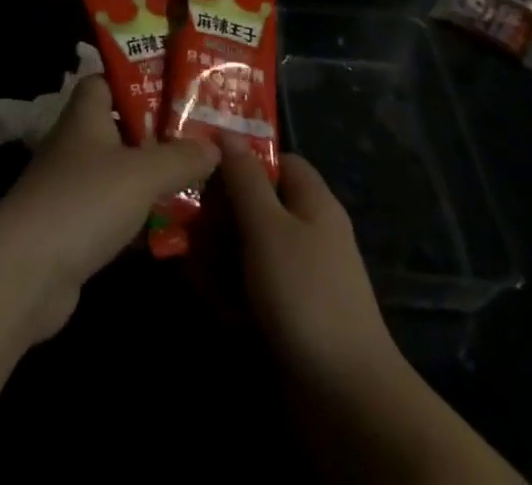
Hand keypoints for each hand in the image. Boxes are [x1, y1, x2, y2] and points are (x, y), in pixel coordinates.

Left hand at [0, 75, 216, 338]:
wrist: (28, 270)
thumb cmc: (85, 199)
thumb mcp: (142, 173)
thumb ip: (181, 158)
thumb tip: (215, 146)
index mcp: (86, 114)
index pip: (107, 80)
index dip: (138, 80)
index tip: (176, 89)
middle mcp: (76, 143)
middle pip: (120, 127)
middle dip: (157, 133)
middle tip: (201, 138)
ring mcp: (72, 186)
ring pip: (119, 172)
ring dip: (151, 178)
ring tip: (198, 181)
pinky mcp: (73, 227)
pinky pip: (114, 211)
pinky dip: (139, 218)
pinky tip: (172, 228)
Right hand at [216, 133, 403, 386]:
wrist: (347, 399)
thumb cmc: (305, 295)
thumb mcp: (268, 227)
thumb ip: (245, 178)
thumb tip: (228, 132)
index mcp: (312, 202)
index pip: (277, 160)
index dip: (242, 156)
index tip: (202, 162)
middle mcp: (308, 232)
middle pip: (257, 204)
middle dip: (220, 212)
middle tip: (184, 219)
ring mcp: (300, 276)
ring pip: (249, 247)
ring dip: (219, 255)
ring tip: (191, 266)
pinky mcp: (290, 314)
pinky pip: (253, 287)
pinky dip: (231, 292)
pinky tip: (211, 304)